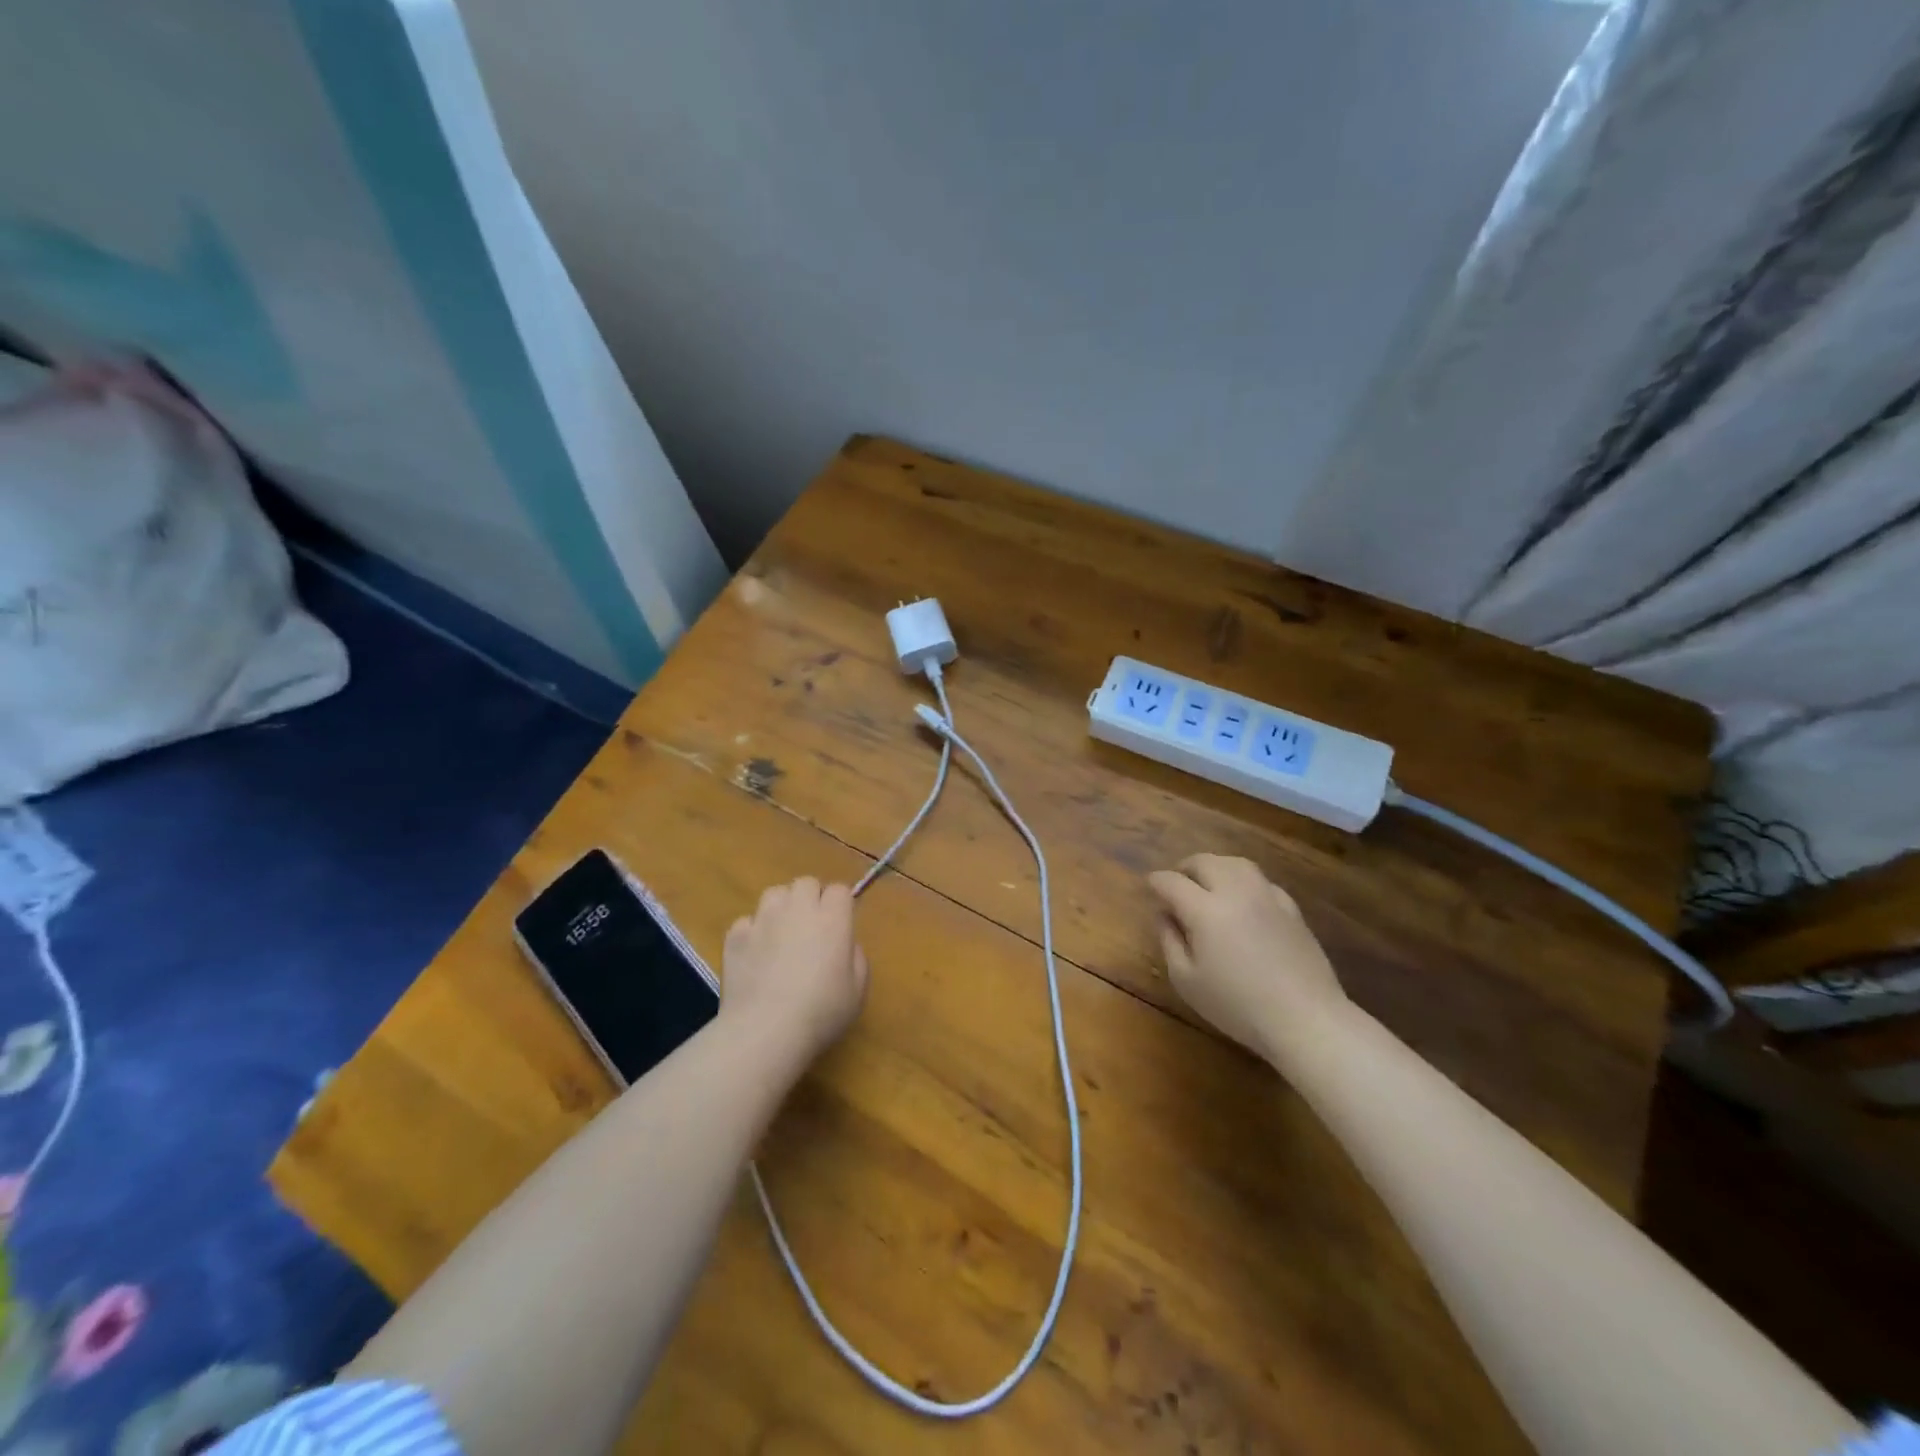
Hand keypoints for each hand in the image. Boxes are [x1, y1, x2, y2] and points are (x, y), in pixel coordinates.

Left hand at [722, 877, 868, 1069]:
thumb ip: (856, 958)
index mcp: (833, 919)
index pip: (840, 890)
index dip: (841, 905)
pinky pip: (747, 921)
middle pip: (806, 883)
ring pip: (774, 893)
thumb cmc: (820, 1013)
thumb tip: (845, 944)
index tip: (840, 926)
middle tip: (812, 928)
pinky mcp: (735, 935)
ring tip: (781, 934)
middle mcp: (798, 909)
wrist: (765, 1031)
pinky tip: (755, 955)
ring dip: (781, 907)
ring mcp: (763, 919)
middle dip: (811, 898)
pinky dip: (752, 932)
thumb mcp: (857, 991)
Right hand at [1147, 854, 1346, 1059]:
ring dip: (1215, 867)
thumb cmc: (1237, 1006)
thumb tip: (1164, 914)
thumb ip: (1169, 941)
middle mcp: (1235, 892)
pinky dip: (1243, 881)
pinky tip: (1243, 899)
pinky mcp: (1291, 908)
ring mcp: (1267, 896)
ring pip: (1236, 863)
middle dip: (1184, 868)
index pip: (1172, 882)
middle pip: (1204, 862)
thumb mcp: (1187, 981)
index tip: (1149, 888)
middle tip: (1176, 884)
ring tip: (1208, 882)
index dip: (1156, 882)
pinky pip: (1261, 881)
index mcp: (1205, 910)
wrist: (1305, 1019)